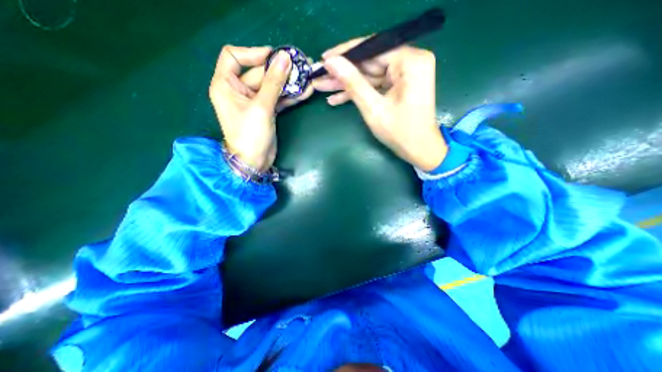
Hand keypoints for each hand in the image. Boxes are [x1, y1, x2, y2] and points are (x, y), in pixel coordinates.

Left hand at [212, 45, 314, 171]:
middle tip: (301, 65)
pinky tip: (304, 92)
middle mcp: (238, 90)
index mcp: (226, 85)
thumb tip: (285, 58)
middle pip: (259, 73)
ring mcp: (254, 102)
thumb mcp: (261, 107)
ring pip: (272, 86)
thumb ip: (274, 82)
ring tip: (308, 77)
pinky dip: (290, 96)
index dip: (253, 53)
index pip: (234, 56)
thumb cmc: (250, 135)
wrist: (254, 162)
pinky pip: (278, 99)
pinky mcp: (266, 111)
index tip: (275, 56)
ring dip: (289, 83)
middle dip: (280, 70)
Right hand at [313, 38, 446, 171]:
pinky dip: (358, 93)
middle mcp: (410, 62)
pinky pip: (375, 86)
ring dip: (347, 85)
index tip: (323, 59)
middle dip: (343, 73)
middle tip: (319, 76)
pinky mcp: (399, 87)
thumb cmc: (400, 132)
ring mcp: (404, 75)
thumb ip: (353, 83)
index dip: (345, 54)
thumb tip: (332, 62)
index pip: (372, 48)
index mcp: (411, 61)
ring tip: (323, 88)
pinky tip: (336, 99)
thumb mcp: (373, 108)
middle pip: (369, 63)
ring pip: (369, 76)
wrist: (419, 150)